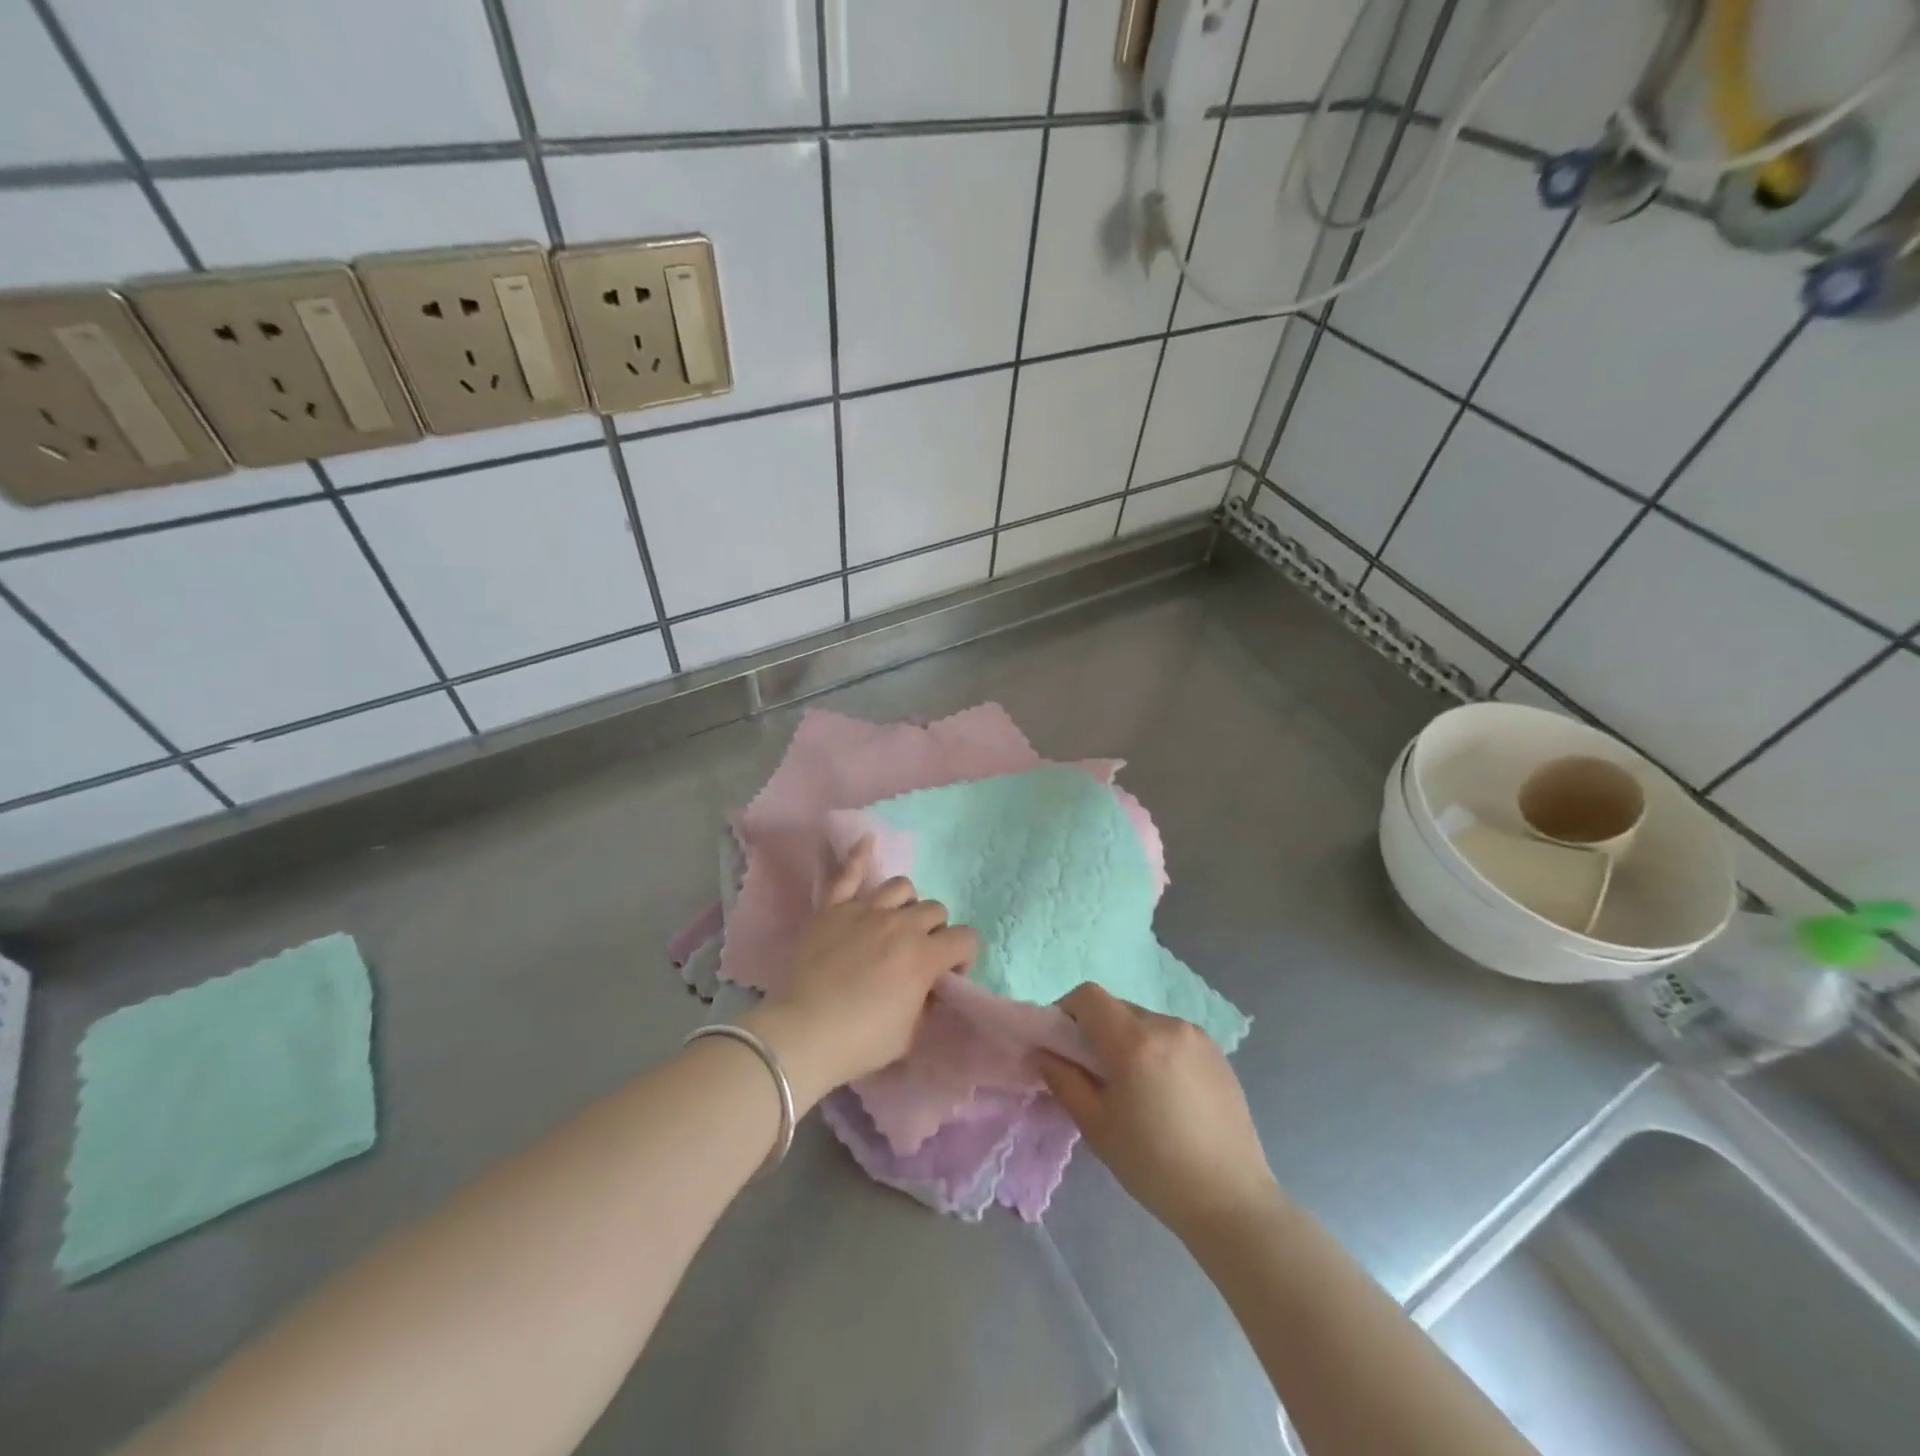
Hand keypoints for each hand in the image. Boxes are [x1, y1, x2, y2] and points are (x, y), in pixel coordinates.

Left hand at [746, 838, 977, 1108]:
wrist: (802, 1034)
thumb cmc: (860, 1041)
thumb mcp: (910, 1034)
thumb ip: (925, 1001)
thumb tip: (927, 985)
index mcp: (924, 956)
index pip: (965, 938)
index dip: (963, 957)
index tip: (948, 977)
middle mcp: (899, 924)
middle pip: (934, 910)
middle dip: (935, 932)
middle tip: (917, 956)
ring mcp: (864, 911)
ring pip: (901, 887)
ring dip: (906, 905)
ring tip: (895, 923)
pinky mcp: (832, 909)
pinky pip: (848, 874)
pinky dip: (859, 856)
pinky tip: (868, 842)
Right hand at [1038, 984, 1281, 1241]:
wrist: (1231, 1200)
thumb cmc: (1153, 1166)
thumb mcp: (1096, 1126)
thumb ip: (1063, 1080)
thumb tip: (1042, 1052)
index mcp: (1134, 1040)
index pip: (1089, 996)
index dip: (1068, 1010)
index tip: (1064, 1044)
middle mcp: (1166, 1025)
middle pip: (1117, 1008)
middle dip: (1098, 1031)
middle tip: (1096, 1075)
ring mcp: (1197, 1037)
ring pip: (1146, 1023)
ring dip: (1129, 1042)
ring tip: (1135, 1089)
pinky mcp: (1218, 1053)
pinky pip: (1173, 1038)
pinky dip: (1158, 1052)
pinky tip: (1167, 1096)